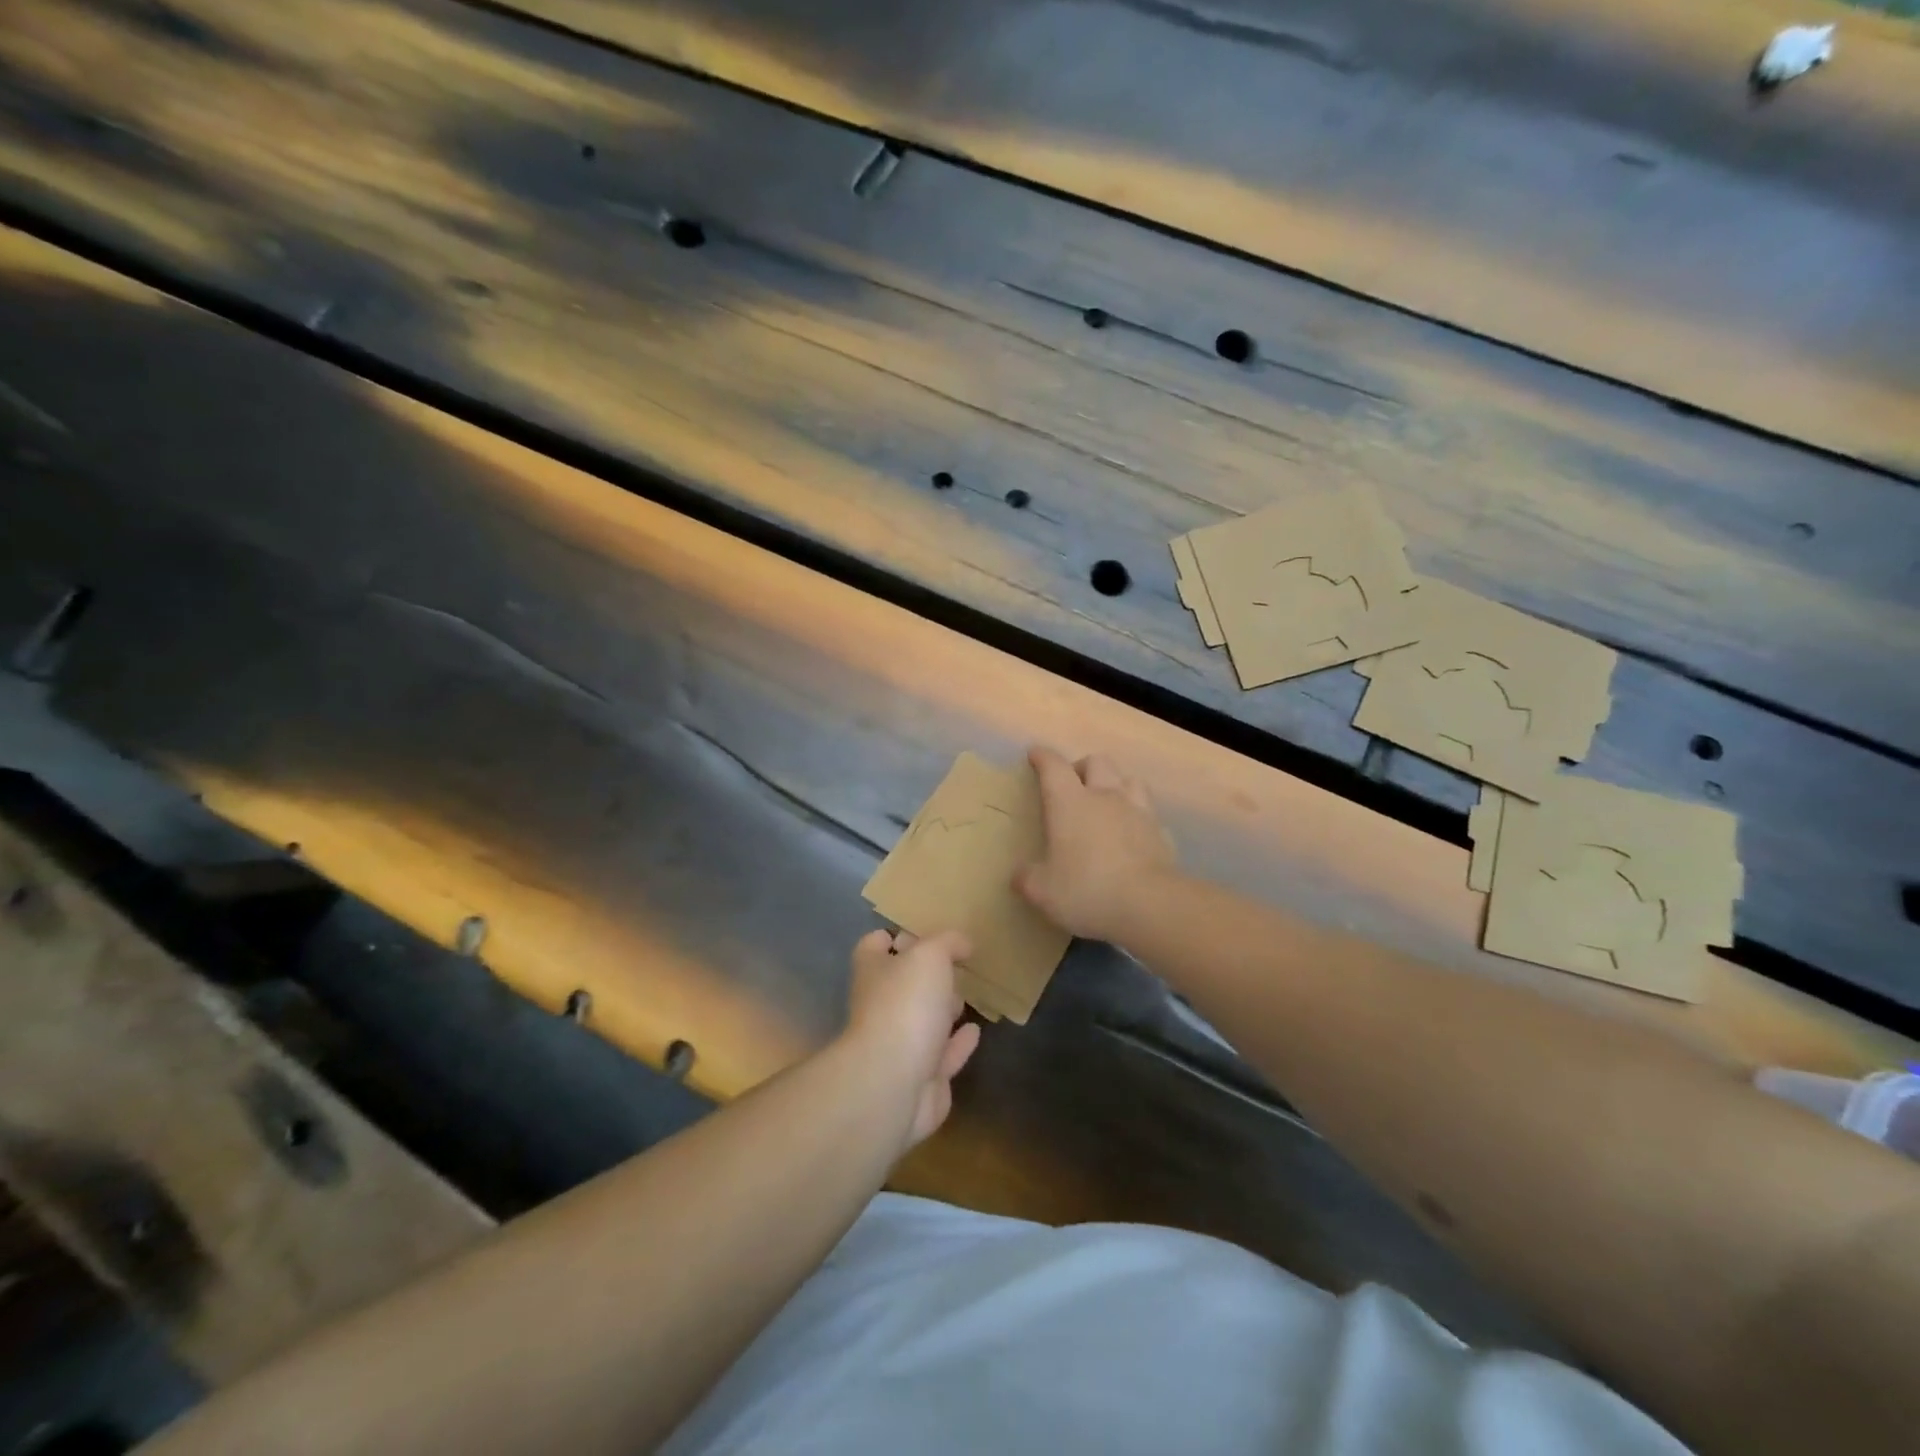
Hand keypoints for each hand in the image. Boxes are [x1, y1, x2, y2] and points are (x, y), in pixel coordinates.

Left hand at [844, 928, 981, 1149]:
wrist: (893, 1084)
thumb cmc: (906, 1005)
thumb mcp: (930, 956)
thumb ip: (948, 943)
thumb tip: (962, 943)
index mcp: (873, 972)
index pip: (874, 945)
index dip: (893, 936)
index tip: (922, 933)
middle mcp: (881, 1007)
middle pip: (901, 984)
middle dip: (926, 976)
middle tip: (956, 966)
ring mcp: (898, 1046)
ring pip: (923, 1021)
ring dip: (942, 1010)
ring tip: (967, 996)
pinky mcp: (921, 1079)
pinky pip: (942, 1055)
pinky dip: (958, 1043)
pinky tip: (975, 1031)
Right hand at [1015, 745, 1177, 943]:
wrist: (1150, 904)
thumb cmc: (1087, 889)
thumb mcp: (1043, 891)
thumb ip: (1027, 879)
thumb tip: (1020, 875)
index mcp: (1070, 803)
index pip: (1054, 767)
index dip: (1043, 758)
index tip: (1036, 754)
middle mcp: (1105, 797)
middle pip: (1096, 762)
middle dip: (1082, 767)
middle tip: (1073, 785)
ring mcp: (1139, 812)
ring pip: (1129, 779)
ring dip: (1115, 784)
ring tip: (1107, 801)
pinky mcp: (1162, 832)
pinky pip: (1148, 813)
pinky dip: (1138, 817)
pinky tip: (1133, 834)